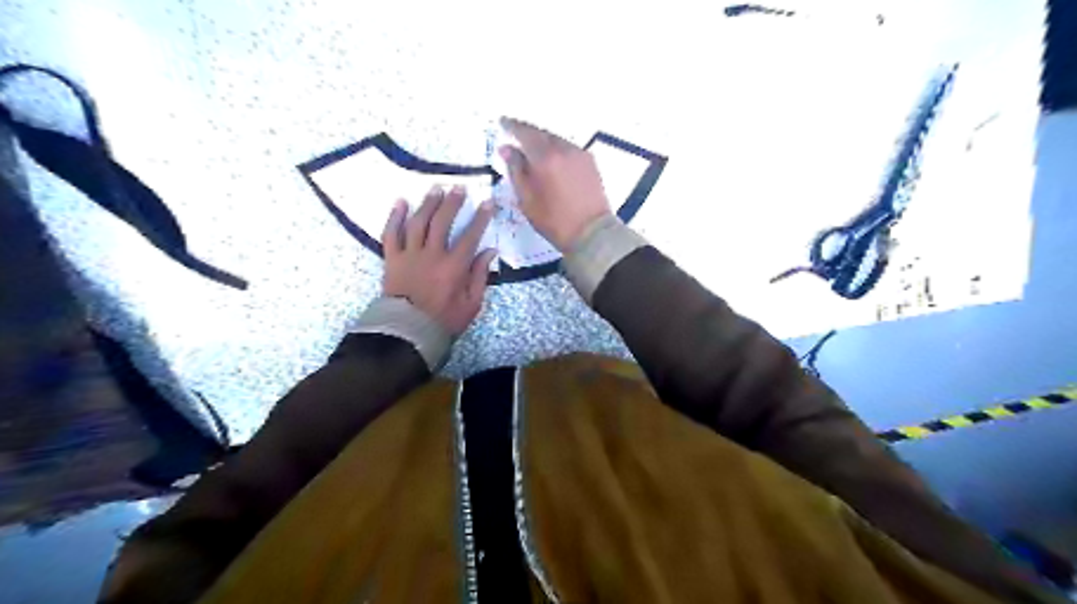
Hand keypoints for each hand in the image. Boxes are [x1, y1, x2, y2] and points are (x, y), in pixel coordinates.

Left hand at [384, 184, 495, 334]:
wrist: (407, 333)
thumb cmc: (443, 321)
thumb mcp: (471, 304)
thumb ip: (480, 276)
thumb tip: (489, 251)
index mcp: (454, 267)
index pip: (470, 236)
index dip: (480, 218)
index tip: (487, 203)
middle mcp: (432, 255)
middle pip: (442, 222)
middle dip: (452, 203)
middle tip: (459, 188)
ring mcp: (409, 255)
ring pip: (418, 222)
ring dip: (428, 204)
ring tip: (436, 189)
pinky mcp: (391, 259)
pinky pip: (391, 233)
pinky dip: (395, 217)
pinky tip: (401, 202)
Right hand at [498, 115, 614, 249]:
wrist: (592, 233)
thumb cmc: (554, 220)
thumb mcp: (527, 199)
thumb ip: (516, 170)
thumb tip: (507, 149)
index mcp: (545, 157)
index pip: (525, 132)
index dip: (512, 126)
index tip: (503, 122)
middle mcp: (564, 149)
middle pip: (542, 134)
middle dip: (529, 134)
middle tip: (517, 137)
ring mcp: (580, 154)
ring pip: (557, 140)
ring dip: (544, 142)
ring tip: (534, 152)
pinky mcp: (591, 163)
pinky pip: (569, 149)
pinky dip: (558, 150)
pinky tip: (553, 162)